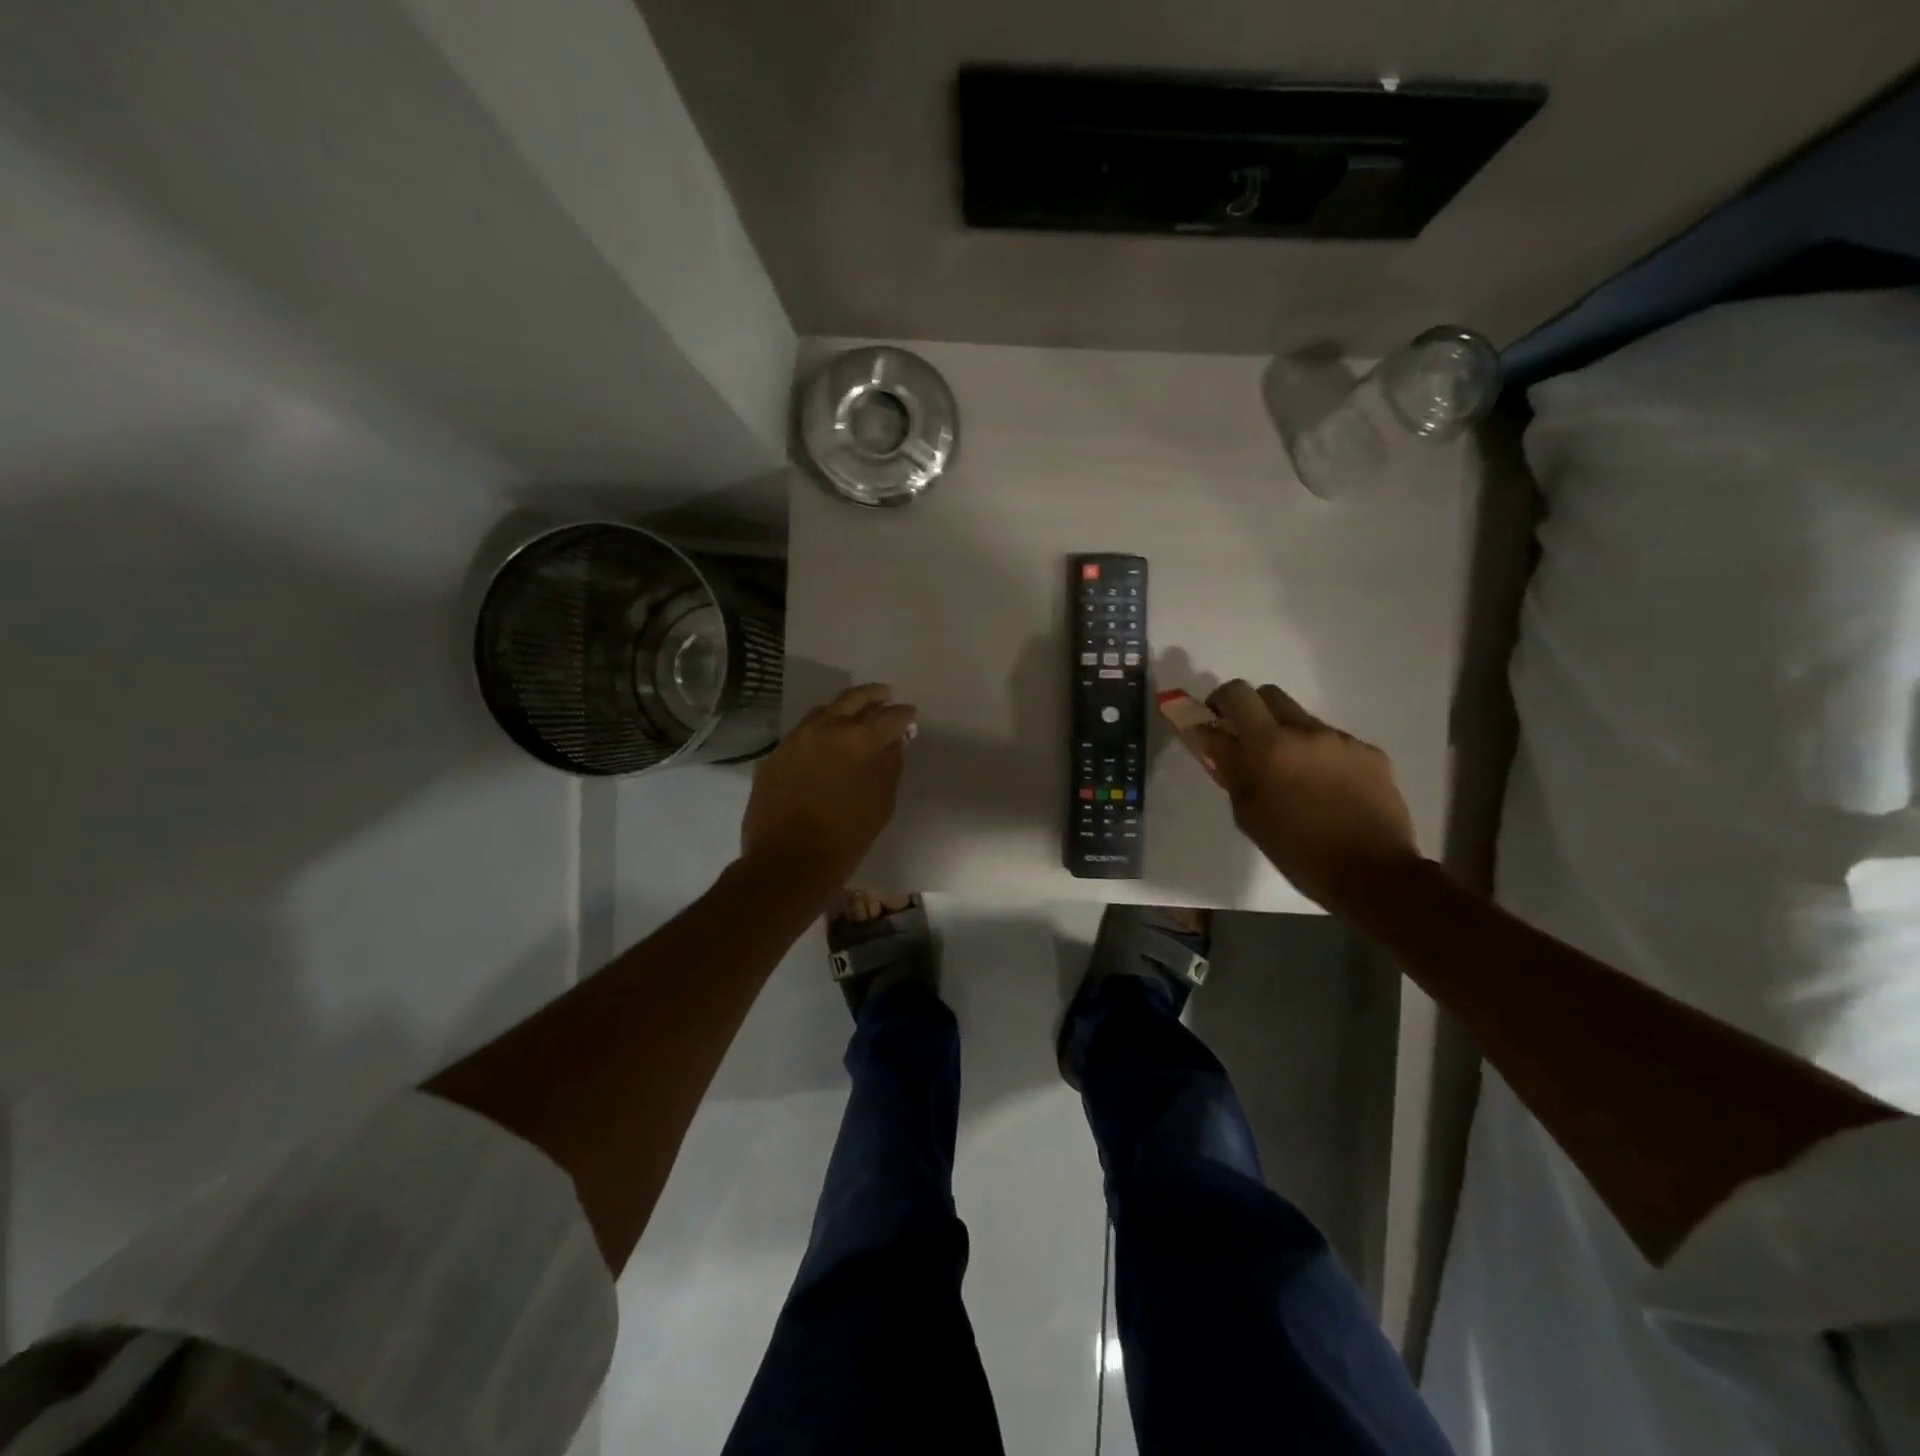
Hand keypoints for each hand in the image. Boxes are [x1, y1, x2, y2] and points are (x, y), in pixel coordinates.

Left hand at [740, 684, 917, 893]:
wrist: (788, 861)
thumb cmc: (846, 836)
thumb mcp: (881, 801)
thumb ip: (889, 764)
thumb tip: (893, 742)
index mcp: (857, 739)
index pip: (889, 717)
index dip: (904, 715)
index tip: (910, 715)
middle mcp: (824, 728)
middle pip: (853, 699)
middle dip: (873, 695)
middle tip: (886, 695)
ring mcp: (795, 740)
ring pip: (823, 712)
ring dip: (842, 711)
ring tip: (855, 718)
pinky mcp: (775, 756)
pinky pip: (801, 735)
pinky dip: (819, 733)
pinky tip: (825, 745)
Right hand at [1193, 680, 1422, 916]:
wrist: (1374, 873)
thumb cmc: (1297, 850)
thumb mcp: (1248, 813)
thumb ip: (1229, 767)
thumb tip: (1212, 737)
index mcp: (1270, 745)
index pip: (1237, 695)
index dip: (1220, 701)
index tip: (1215, 721)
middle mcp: (1307, 731)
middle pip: (1270, 695)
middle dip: (1253, 713)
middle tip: (1249, 745)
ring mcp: (1342, 740)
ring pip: (1303, 722)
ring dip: (1288, 739)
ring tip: (1293, 780)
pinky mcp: (1371, 754)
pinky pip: (1334, 744)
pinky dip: (1321, 758)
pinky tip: (1327, 791)